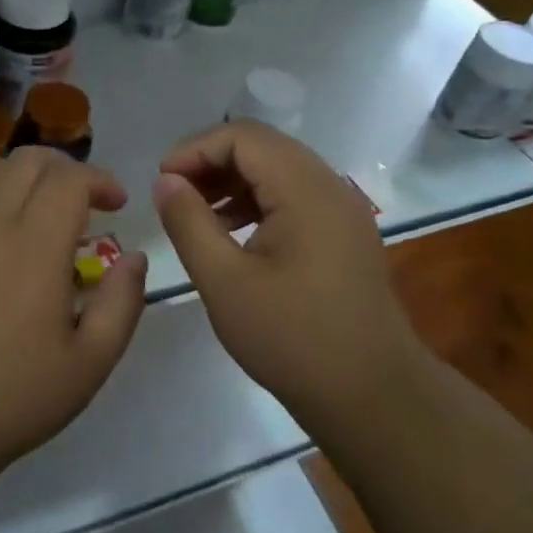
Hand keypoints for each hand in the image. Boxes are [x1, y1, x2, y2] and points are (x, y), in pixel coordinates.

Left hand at [0, 147, 149, 474]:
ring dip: (24, 174)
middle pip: (29, 160)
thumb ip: (122, 302)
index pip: (69, 178)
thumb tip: (133, 258)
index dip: (100, 180)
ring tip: (41, 210)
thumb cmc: (15, 396)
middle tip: (85, 203)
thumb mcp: (91, 362)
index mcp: (34, 246)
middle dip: (66, 170)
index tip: (117, 205)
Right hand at [152, 121, 419, 424]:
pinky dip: (257, 201)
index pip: (242, 137)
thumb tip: (165, 180)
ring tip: (195, 213)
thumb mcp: (224, 281)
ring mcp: (343, 210)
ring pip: (278, 170)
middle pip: (262, 147)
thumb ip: (188, 222)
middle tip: (173, 194)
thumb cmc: (291, 338)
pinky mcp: (345, 234)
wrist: (371, 395)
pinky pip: (295, 197)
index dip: (194, 149)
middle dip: (211, 162)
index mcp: (305, 189)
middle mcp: (330, 186)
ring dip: (233, 181)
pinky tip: (232, 232)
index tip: (161, 182)